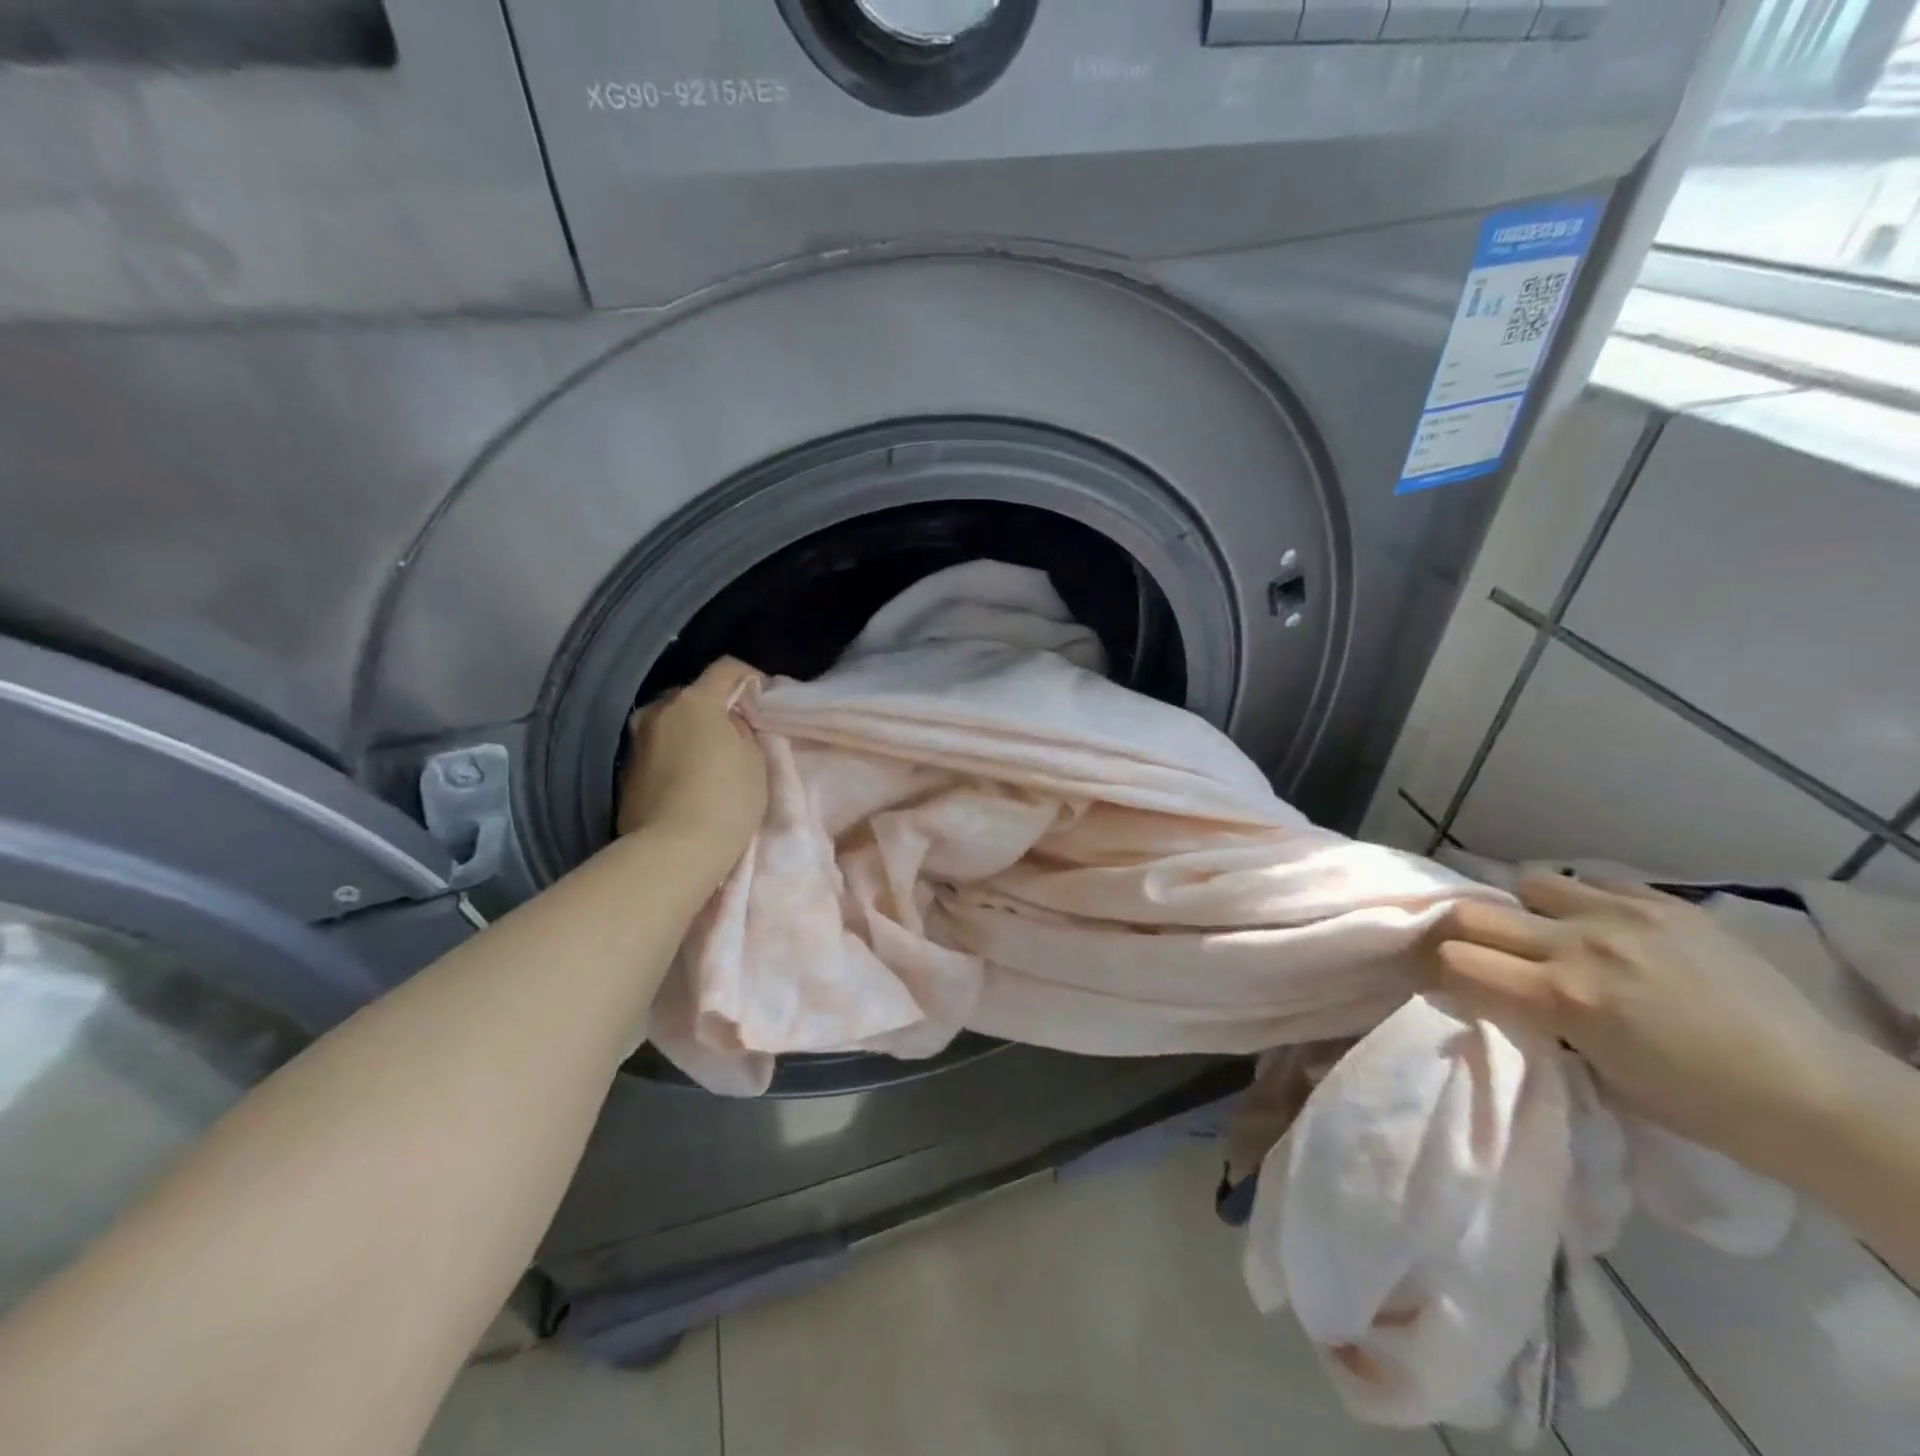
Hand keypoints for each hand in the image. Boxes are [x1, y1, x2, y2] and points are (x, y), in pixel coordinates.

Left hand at [615, 659, 767, 883]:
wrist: (674, 852)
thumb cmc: (727, 800)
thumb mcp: (755, 760)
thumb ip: (743, 730)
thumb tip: (730, 723)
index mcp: (694, 701)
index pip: (726, 668)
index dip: (750, 677)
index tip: (764, 696)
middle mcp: (658, 711)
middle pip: (692, 695)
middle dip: (715, 707)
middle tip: (737, 731)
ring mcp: (636, 742)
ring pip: (670, 723)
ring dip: (690, 732)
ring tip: (710, 758)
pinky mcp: (624, 773)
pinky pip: (657, 751)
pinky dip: (673, 756)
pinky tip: (688, 780)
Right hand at [1430, 874, 1846, 1175]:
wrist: (1817, 1096)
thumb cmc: (1697, 1104)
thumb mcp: (1593, 1068)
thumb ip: (1532, 1015)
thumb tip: (1483, 986)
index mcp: (1565, 997)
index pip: (1455, 961)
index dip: (1437, 970)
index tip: (1443, 981)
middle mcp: (1582, 945)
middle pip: (1471, 912)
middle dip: (1458, 933)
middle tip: (1472, 952)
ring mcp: (1625, 916)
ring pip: (1528, 883)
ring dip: (1525, 911)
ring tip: (1548, 935)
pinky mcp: (1665, 904)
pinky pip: (1591, 881)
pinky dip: (1580, 901)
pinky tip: (1601, 927)